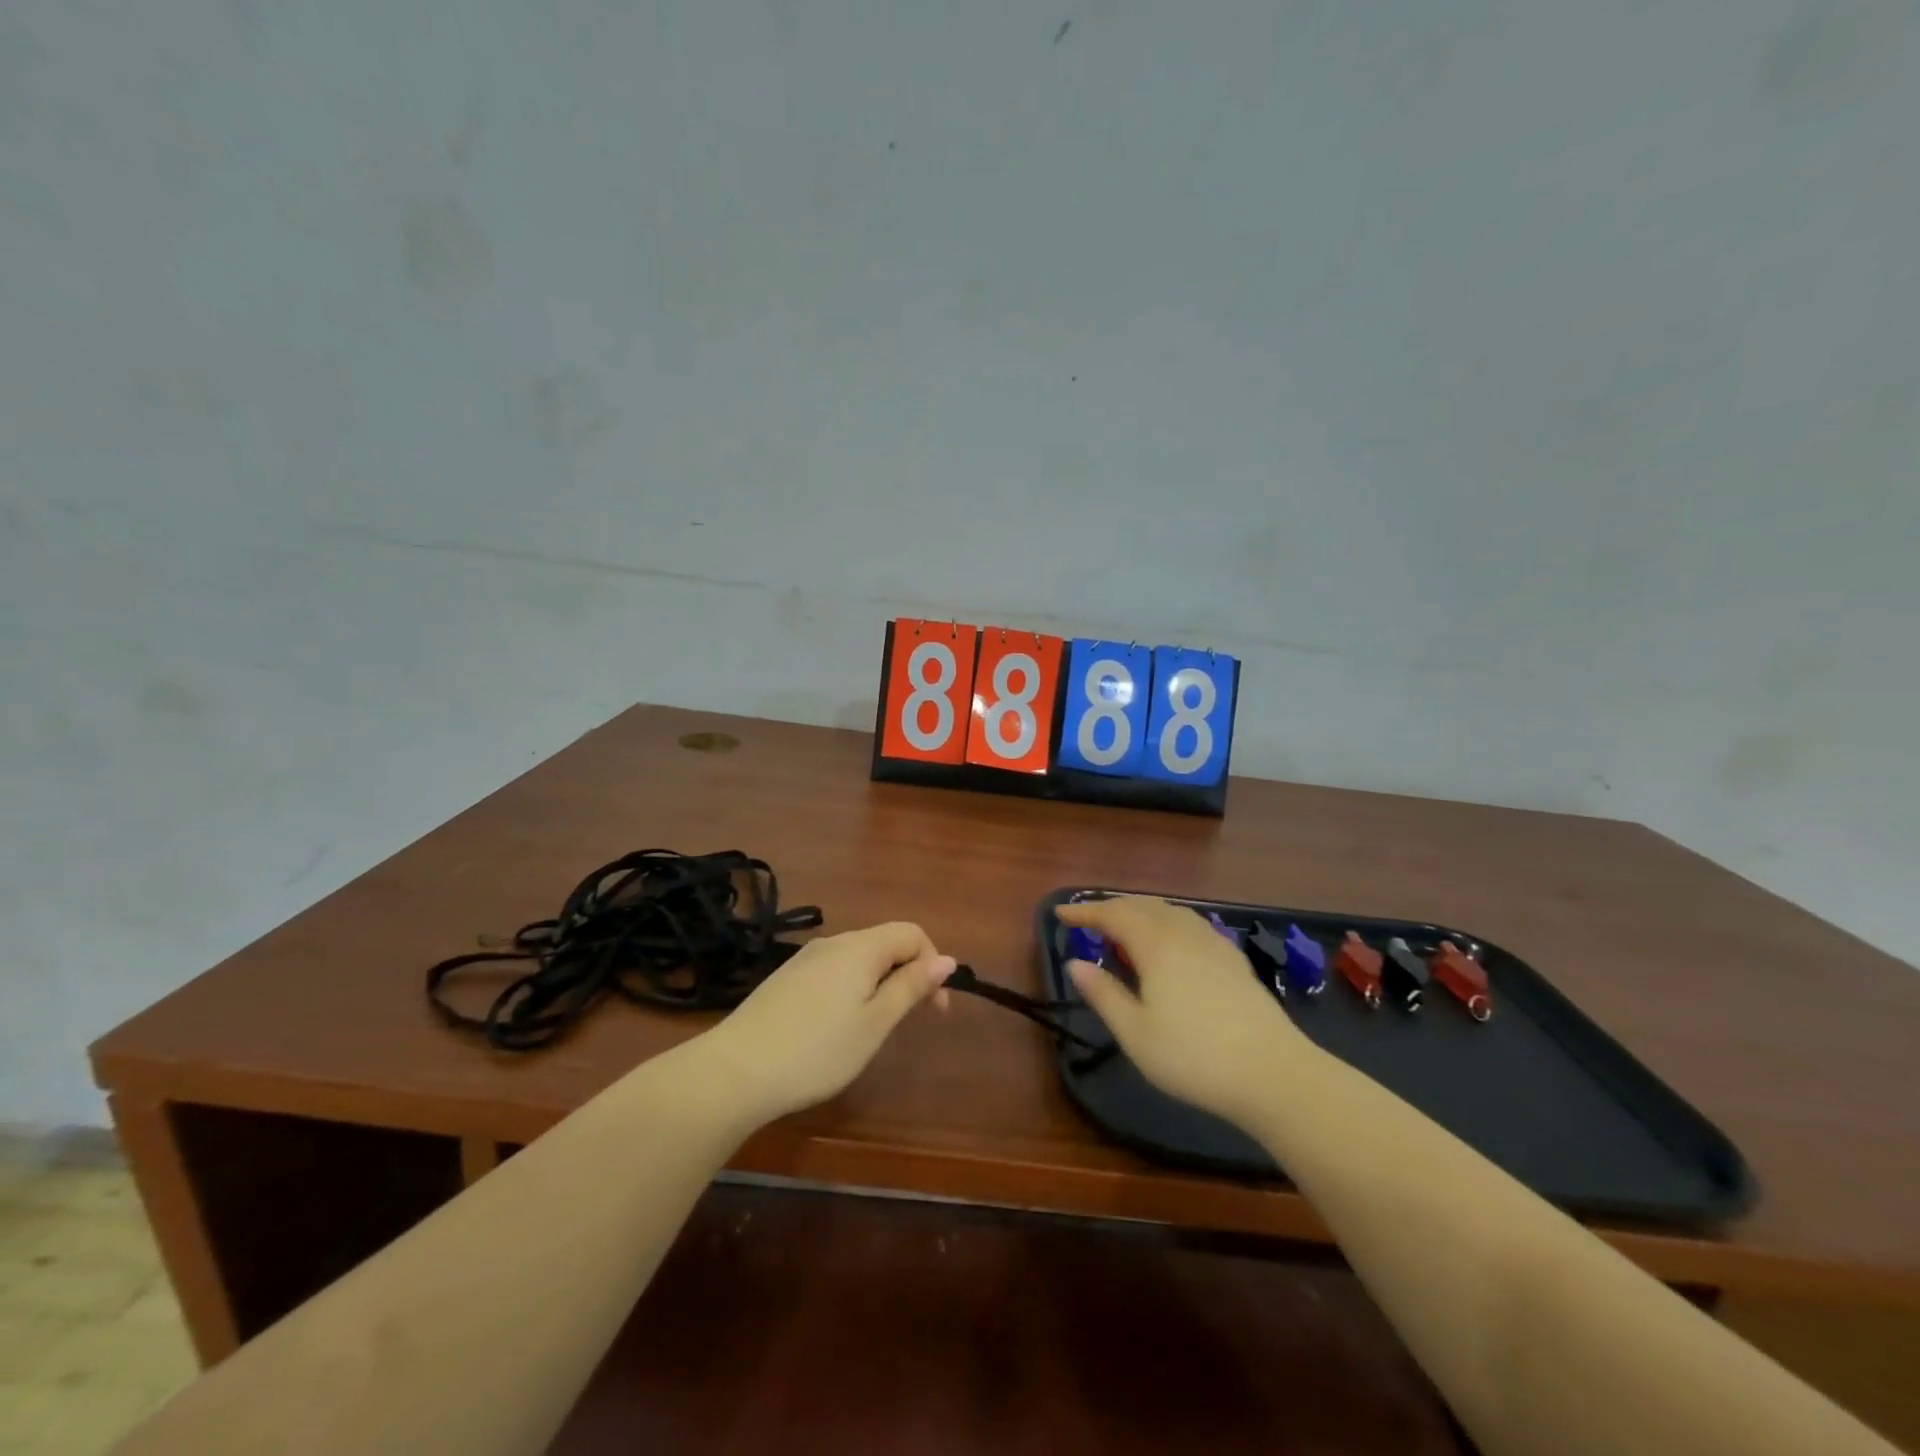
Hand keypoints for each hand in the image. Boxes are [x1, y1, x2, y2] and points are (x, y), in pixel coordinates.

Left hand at [699, 922, 956, 1123]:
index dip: (933, 964)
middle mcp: (833, 942)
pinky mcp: (786, 978)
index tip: (936, 1009)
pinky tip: (836, 1027)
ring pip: (858, 958)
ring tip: (872, 1028)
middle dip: (907, 974)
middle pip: (885, 942)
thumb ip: (911, 987)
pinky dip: (851, 989)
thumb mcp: (875, 1023)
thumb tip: (946, 959)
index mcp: (860, 947)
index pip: (912, 933)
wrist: (734, 1071)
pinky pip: (834, 971)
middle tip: (907, 1021)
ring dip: (879, 983)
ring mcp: (805, 959)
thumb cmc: (817, 1050)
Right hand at [1057, 896, 1310, 1127]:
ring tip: (1124, 929)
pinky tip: (1169, 944)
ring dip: (1140, 912)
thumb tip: (1075, 963)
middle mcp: (1184, 933)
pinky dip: (1166, 922)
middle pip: (1142, 905)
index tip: (1060, 913)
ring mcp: (1213, 943)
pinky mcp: (1233, 959)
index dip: (1085, 911)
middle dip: (1111, 908)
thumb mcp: (1135, 1033)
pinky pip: (1190, 924)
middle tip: (1088, 921)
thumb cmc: (1194, 1056)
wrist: (1273, 1074)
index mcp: (1156, 945)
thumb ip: (1103, 994)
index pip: (1113, 914)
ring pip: (1170, 911)